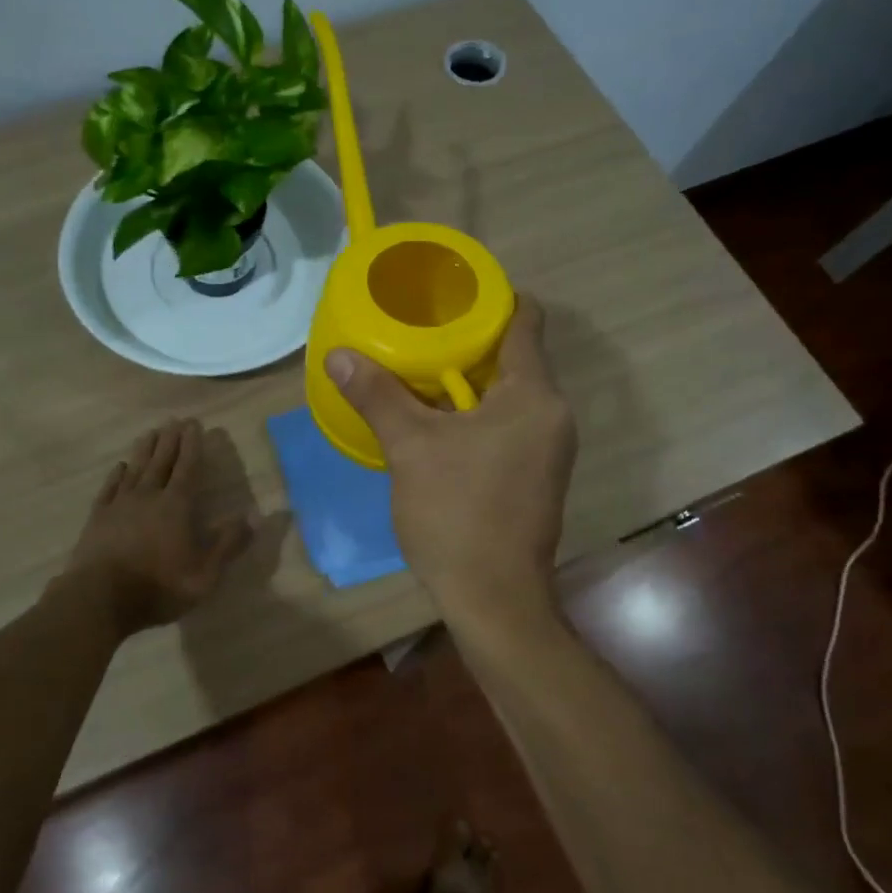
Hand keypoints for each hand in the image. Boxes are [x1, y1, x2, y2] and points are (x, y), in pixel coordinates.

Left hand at [66, 418, 248, 633]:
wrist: (99, 599)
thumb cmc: (158, 587)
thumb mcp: (205, 574)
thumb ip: (230, 543)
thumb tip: (256, 516)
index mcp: (176, 506)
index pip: (188, 467)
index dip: (192, 445)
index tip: (194, 424)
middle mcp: (148, 496)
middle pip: (161, 461)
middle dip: (170, 439)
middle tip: (174, 419)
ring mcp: (120, 505)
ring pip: (135, 469)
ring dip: (144, 449)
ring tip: (150, 432)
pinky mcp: (98, 518)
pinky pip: (109, 488)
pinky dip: (116, 475)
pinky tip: (120, 467)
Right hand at [325, 297, 576, 622]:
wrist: (494, 599)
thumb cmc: (457, 513)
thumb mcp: (410, 447)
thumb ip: (377, 395)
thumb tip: (339, 355)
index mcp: (533, 396)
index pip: (526, 321)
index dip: (490, 298)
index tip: (449, 293)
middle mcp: (552, 414)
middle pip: (514, 356)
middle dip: (468, 341)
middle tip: (418, 331)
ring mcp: (548, 448)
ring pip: (508, 394)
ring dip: (467, 381)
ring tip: (418, 371)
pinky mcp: (537, 475)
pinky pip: (508, 424)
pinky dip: (475, 413)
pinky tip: (436, 421)